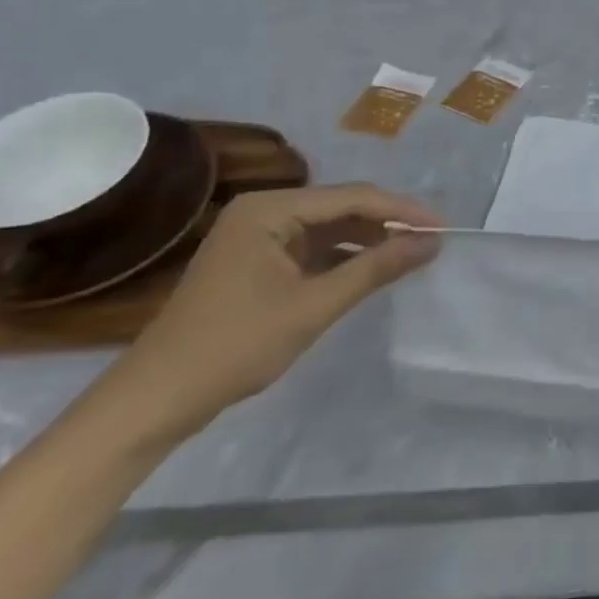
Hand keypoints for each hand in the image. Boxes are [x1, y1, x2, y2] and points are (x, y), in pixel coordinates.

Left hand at [97, 184, 443, 444]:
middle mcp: (264, 211)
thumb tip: (431, 244)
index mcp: (270, 209)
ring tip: (412, 255)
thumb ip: (375, 269)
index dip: (402, 212)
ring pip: (330, 228)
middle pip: (342, 207)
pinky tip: (372, 271)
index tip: (443, 229)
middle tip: (432, 242)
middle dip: (388, 224)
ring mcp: (258, 236)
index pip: (353, 198)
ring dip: (369, 241)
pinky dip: (344, 259)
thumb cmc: (234, 346)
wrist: (155, 400)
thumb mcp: (313, 307)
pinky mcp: (257, 262)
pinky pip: (313, 249)